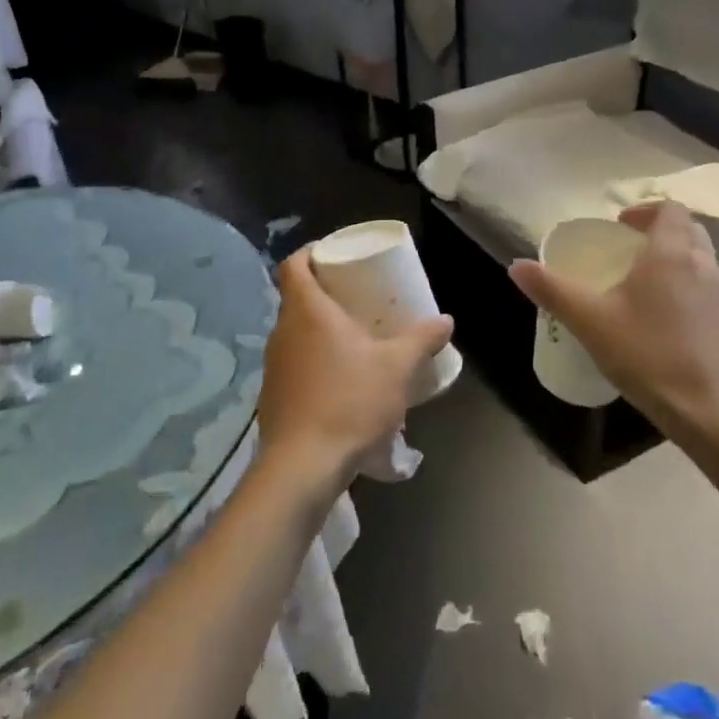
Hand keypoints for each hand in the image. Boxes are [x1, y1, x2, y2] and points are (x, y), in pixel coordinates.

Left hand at [255, 245, 453, 496]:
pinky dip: (315, 360)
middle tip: (358, 296)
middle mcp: (283, 331)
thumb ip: (422, 339)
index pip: (294, 264)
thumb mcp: (398, 368)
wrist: (304, 466)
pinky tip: (341, 379)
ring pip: (296, 332)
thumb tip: (445, 320)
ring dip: (321, 330)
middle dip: (326, 293)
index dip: (311, 252)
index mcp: (307, 311)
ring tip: (354, 338)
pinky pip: (295, 362)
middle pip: (297, 297)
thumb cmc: (350, 401)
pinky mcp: (273, 395)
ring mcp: (274, 365)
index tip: (336, 256)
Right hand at [509, 203, 718, 451]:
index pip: (670, 209)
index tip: (618, 225)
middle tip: (625, 250)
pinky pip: (703, 288)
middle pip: (687, 230)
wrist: (714, 413)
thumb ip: (553, 291)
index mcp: (672, 253)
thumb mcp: (590, 322)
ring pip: (698, 260)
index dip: (644, 209)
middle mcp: (703, 265)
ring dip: (671, 259)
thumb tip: (516, 266)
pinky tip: (657, 319)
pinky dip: (682, 287)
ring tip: (637, 284)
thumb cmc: (650, 355)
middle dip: (657, 232)